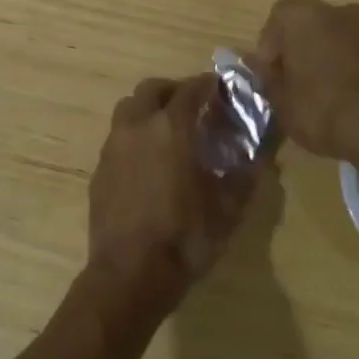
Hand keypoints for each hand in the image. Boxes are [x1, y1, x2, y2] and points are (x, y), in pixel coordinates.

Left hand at [85, 75, 260, 313]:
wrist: (129, 274)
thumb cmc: (185, 237)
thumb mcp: (228, 209)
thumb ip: (245, 175)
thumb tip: (260, 156)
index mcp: (171, 128)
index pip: (191, 89)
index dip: (208, 84)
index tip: (220, 88)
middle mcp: (137, 127)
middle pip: (151, 89)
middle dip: (174, 91)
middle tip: (193, 107)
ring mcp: (113, 147)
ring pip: (128, 109)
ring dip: (149, 110)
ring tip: (168, 132)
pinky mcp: (99, 170)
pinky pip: (118, 138)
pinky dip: (135, 137)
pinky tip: (148, 163)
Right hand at [251, 0, 358, 160]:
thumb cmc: (324, 115)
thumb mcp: (283, 104)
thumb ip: (267, 77)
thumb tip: (254, 61)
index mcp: (303, 18)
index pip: (278, 18)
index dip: (273, 44)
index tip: (275, 73)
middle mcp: (340, 9)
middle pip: (317, 20)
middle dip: (310, 43)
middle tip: (309, 77)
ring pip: (354, 23)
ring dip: (346, 40)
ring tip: (348, 73)